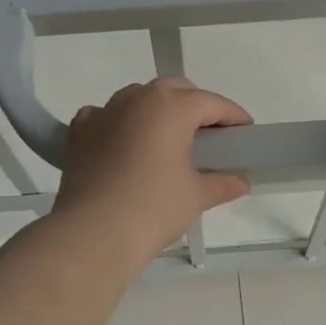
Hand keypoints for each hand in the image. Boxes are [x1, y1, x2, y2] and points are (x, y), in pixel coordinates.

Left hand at [53, 77, 252, 264]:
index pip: (211, 102)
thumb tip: (239, 182)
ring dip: (157, 112)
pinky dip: (120, 124)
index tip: (246, 132)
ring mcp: (104, 112)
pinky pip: (106, 116)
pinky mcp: (79, 132)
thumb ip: (221, 183)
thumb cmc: (154, 208)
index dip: (233, 117)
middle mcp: (136, 98)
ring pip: (138, 99)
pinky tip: (125, 145)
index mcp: (171, 106)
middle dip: (194, 106)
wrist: (92, 234)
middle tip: (209, 136)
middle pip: (174, 90)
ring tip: (167, 141)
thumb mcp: (196, 196)